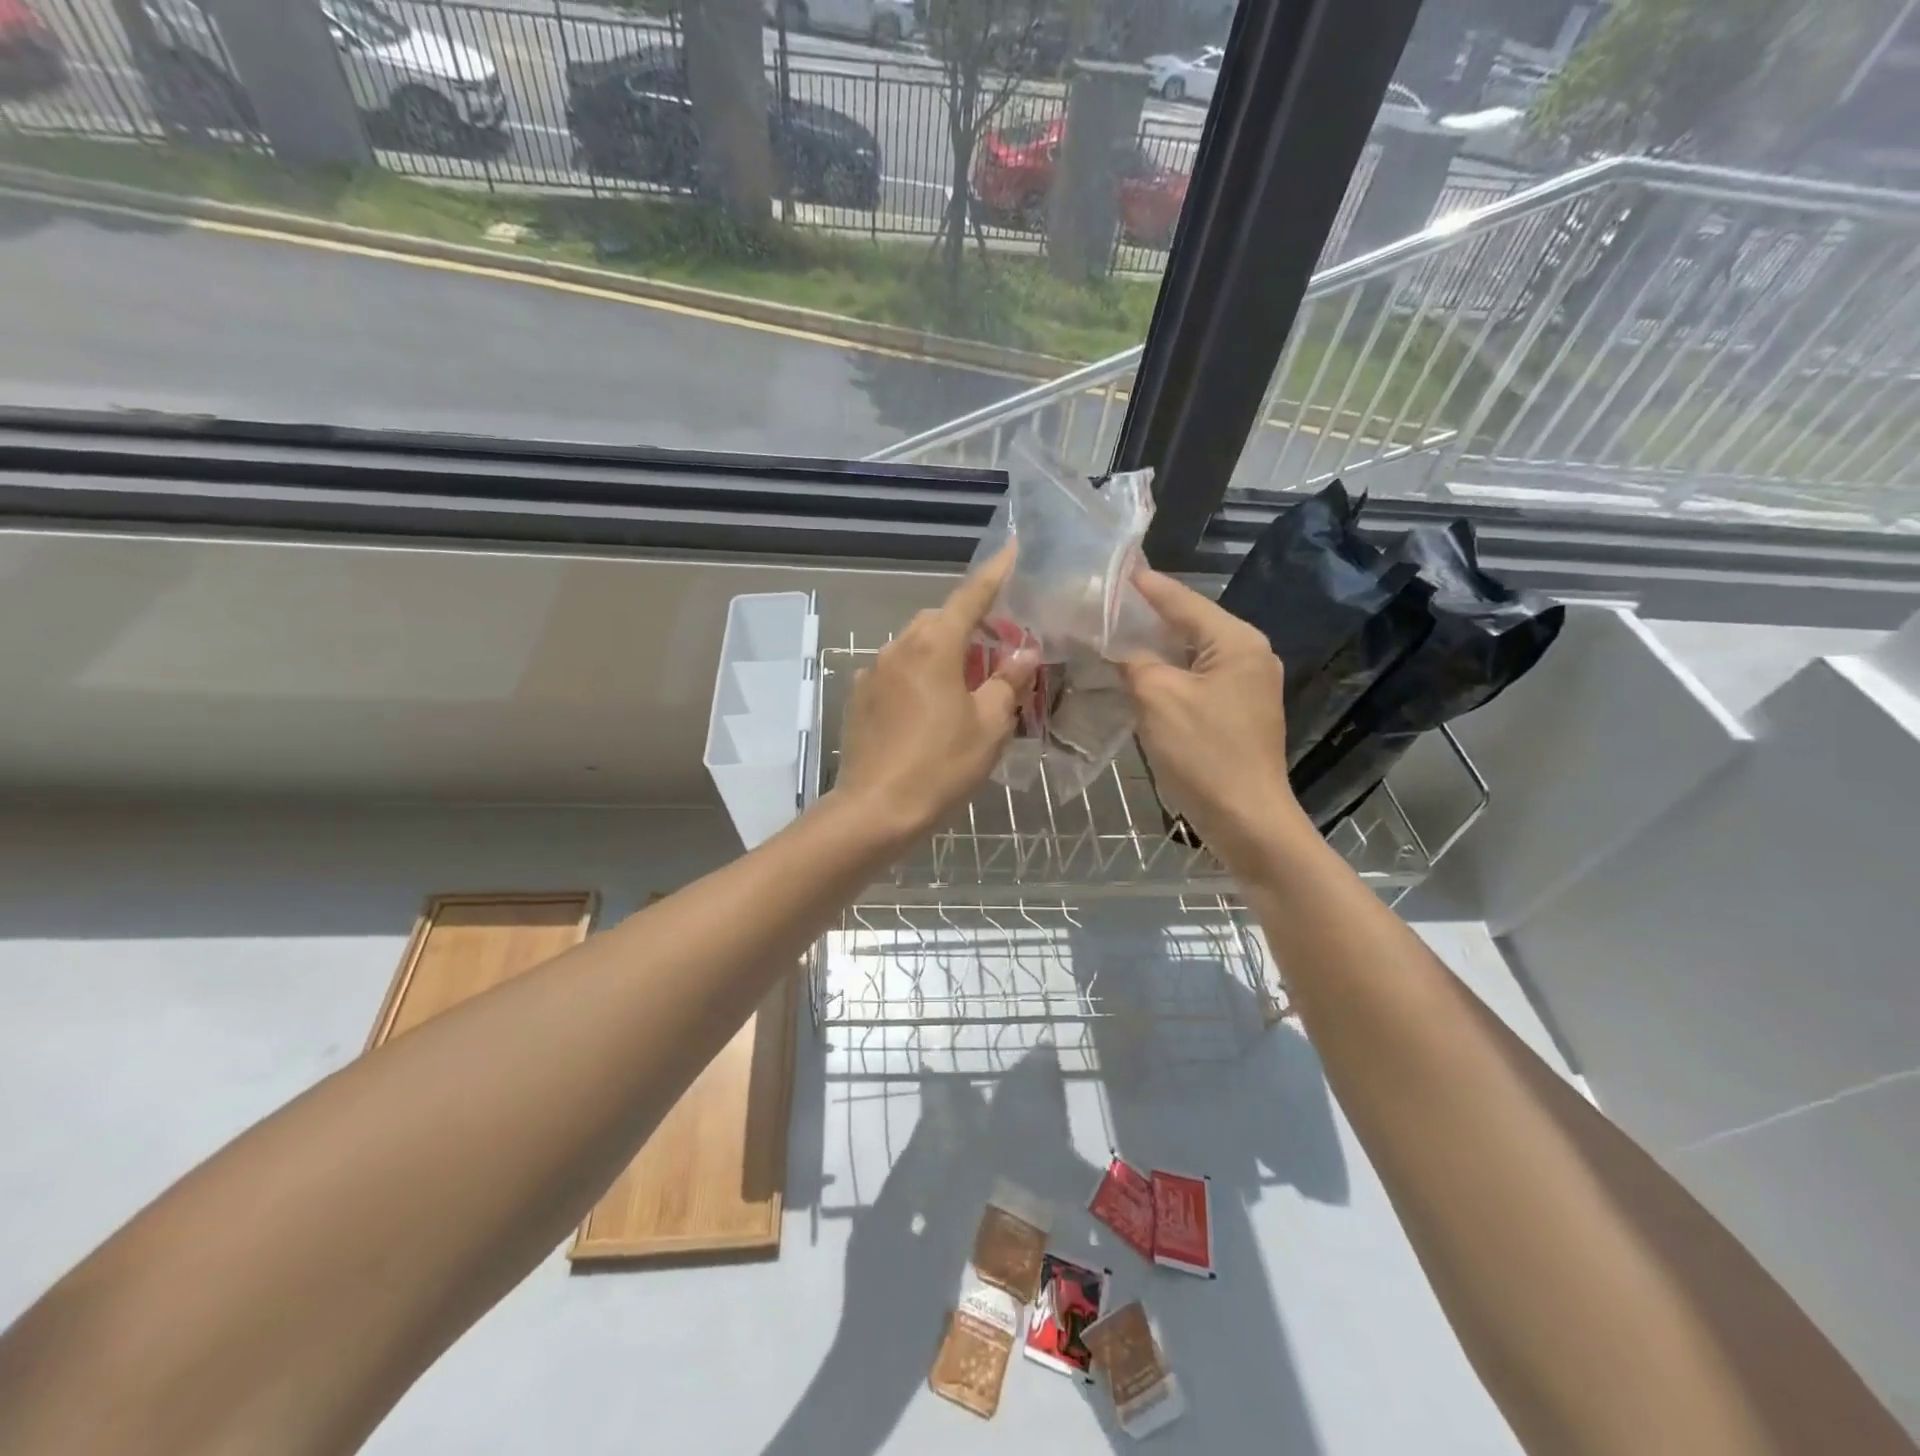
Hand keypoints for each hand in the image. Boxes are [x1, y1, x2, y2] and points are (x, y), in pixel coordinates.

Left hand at [830, 550, 1036, 850]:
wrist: (876, 810)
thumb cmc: (942, 765)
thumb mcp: (990, 724)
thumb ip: (1008, 681)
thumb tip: (1024, 651)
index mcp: (934, 645)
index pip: (971, 596)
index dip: (995, 573)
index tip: (1011, 549)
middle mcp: (899, 647)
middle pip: (939, 621)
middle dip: (968, 624)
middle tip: (996, 648)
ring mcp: (873, 672)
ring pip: (914, 646)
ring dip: (941, 652)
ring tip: (964, 683)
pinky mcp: (858, 697)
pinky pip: (895, 673)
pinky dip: (917, 676)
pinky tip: (928, 709)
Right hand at [1122, 568, 1308, 869]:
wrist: (1246, 819)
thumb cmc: (1204, 753)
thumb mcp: (1157, 698)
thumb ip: (1134, 661)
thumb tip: (1116, 645)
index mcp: (1237, 641)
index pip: (1182, 600)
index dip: (1145, 585)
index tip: (1114, 565)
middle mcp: (1249, 654)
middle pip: (1189, 623)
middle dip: (1146, 615)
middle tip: (1103, 602)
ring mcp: (1246, 685)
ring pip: (1191, 653)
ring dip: (1154, 646)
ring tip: (1112, 632)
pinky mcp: (1237, 711)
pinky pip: (1195, 678)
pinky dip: (1166, 673)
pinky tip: (1138, 673)